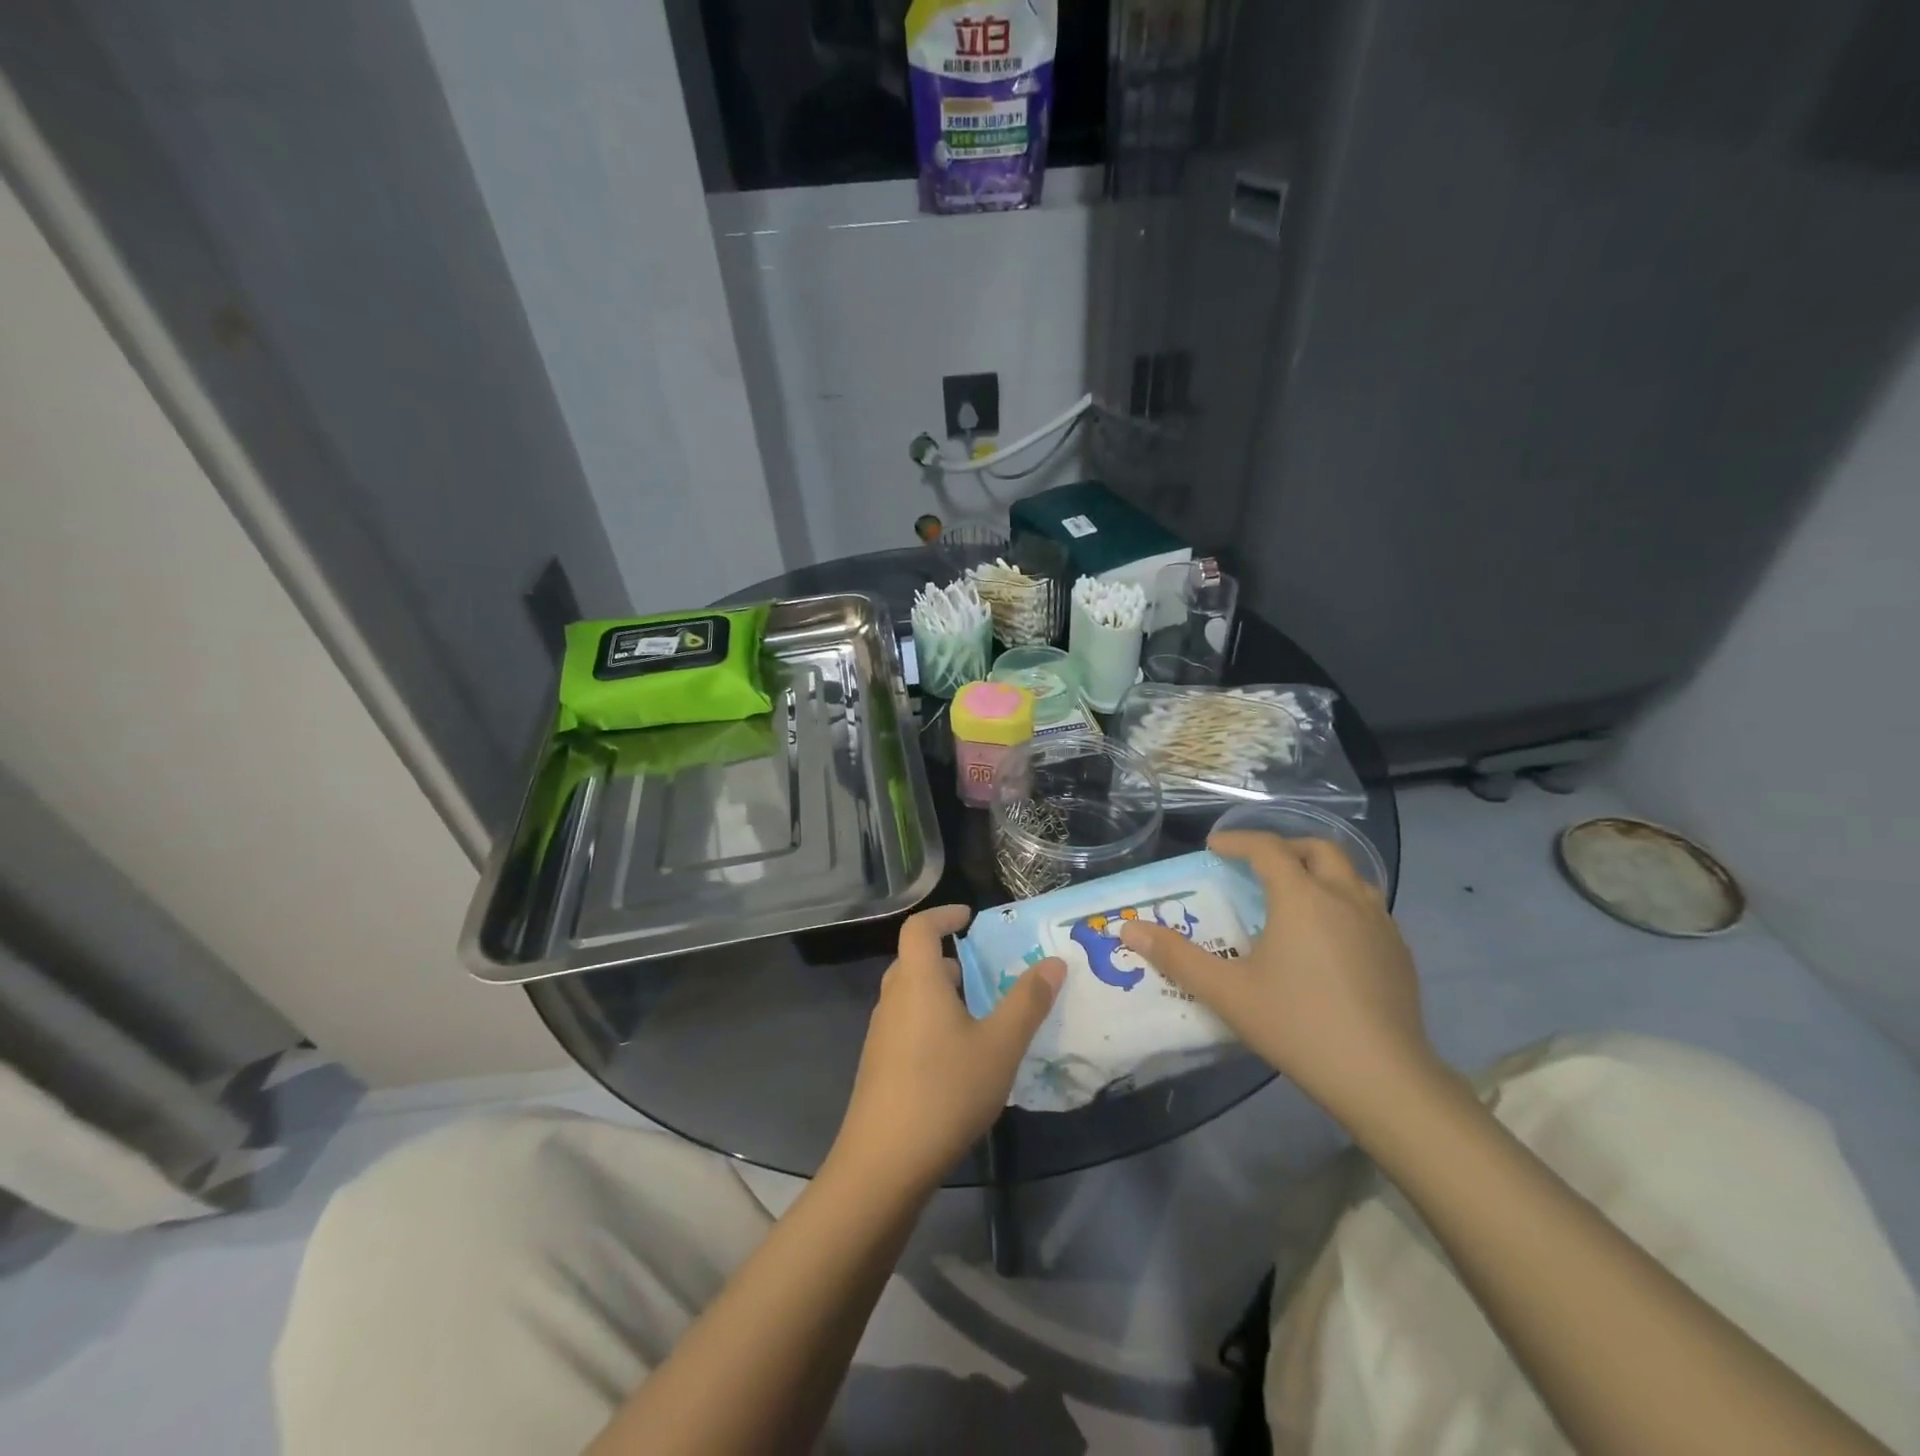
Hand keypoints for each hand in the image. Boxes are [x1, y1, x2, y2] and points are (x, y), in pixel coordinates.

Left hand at [834, 905, 1064, 1192]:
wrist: (883, 1164)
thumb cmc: (945, 1091)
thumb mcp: (999, 1046)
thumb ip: (1027, 1002)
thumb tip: (1053, 962)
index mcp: (917, 982)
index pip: (919, 928)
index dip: (942, 914)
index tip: (968, 916)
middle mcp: (892, 1000)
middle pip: (914, 961)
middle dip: (948, 958)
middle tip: (983, 970)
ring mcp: (880, 1035)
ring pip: (910, 996)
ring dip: (940, 993)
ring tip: (978, 1013)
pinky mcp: (878, 1066)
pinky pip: (906, 1025)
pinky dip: (931, 1021)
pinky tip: (957, 1057)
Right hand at [1118, 831, 1440, 1129]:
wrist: (1384, 1078)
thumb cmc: (1298, 1025)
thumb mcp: (1227, 992)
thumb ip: (1176, 957)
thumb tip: (1129, 930)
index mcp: (1301, 897)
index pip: (1267, 848)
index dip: (1237, 841)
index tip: (1214, 848)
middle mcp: (1344, 897)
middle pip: (1317, 849)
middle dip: (1284, 848)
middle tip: (1256, 866)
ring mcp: (1379, 923)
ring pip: (1350, 875)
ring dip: (1319, 872)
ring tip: (1294, 895)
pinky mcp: (1399, 951)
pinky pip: (1368, 906)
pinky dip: (1342, 901)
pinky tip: (1330, 938)